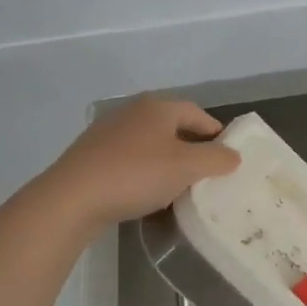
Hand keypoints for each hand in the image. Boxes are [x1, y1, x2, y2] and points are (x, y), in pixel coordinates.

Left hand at [45, 96, 238, 228]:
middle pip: (173, 127)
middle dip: (192, 148)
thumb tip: (234, 155)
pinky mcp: (92, 155)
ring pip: (151, 144)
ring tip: (179, 186)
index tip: (228, 156)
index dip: (216, 133)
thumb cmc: (136, 174)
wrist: (72, 198)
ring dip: (168, 161)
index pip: (198, 114)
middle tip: (207, 173)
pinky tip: (147, 193)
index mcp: (158, 107)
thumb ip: (216, 159)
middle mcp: (133, 111)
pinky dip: (145, 172)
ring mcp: (109, 132)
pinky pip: (130, 159)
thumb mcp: (186, 167)